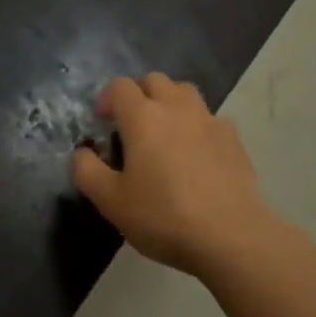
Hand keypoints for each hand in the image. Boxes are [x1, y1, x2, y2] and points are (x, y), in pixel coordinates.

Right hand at [71, 73, 278, 279]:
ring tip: (163, 134)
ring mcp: (210, 120)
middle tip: (130, 125)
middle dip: (138, 94)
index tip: (102, 123)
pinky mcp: (234, 139)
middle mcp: (177, 108)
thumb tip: (81, 153)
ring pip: (185, 93)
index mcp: (143, 117)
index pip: (120, 86)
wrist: (229, 236)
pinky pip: (210, 118)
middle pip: (155, 80)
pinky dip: (196, 126)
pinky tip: (195, 155)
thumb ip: (87, 171)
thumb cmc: (163, 216)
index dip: (106, 99)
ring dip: (169, 103)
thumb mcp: (111, 201)